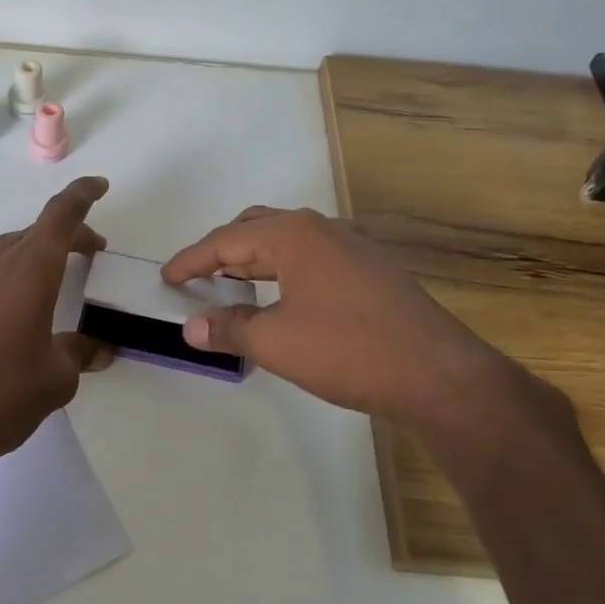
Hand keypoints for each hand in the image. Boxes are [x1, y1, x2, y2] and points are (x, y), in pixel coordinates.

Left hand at [0, 177, 112, 483]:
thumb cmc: (0, 396)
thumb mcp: (55, 380)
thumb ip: (79, 354)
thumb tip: (95, 348)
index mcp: (29, 270)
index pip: (61, 215)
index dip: (82, 195)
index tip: (99, 186)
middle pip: (34, 233)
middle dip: (65, 237)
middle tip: (87, 256)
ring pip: (2, 251)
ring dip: (29, 258)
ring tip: (43, 286)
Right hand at [162, 206, 522, 425]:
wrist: (438, 374)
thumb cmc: (347, 350)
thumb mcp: (275, 342)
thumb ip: (228, 329)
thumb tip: (192, 328)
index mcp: (293, 235)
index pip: (226, 240)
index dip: (191, 260)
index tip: (166, 278)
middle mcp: (323, 229)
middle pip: (257, 230)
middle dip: (223, 252)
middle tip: (197, 278)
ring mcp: (353, 247)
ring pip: (288, 244)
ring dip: (254, 262)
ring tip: (232, 288)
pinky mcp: (372, 271)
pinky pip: (312, 260)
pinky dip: (283, 273)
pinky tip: (282, 300)